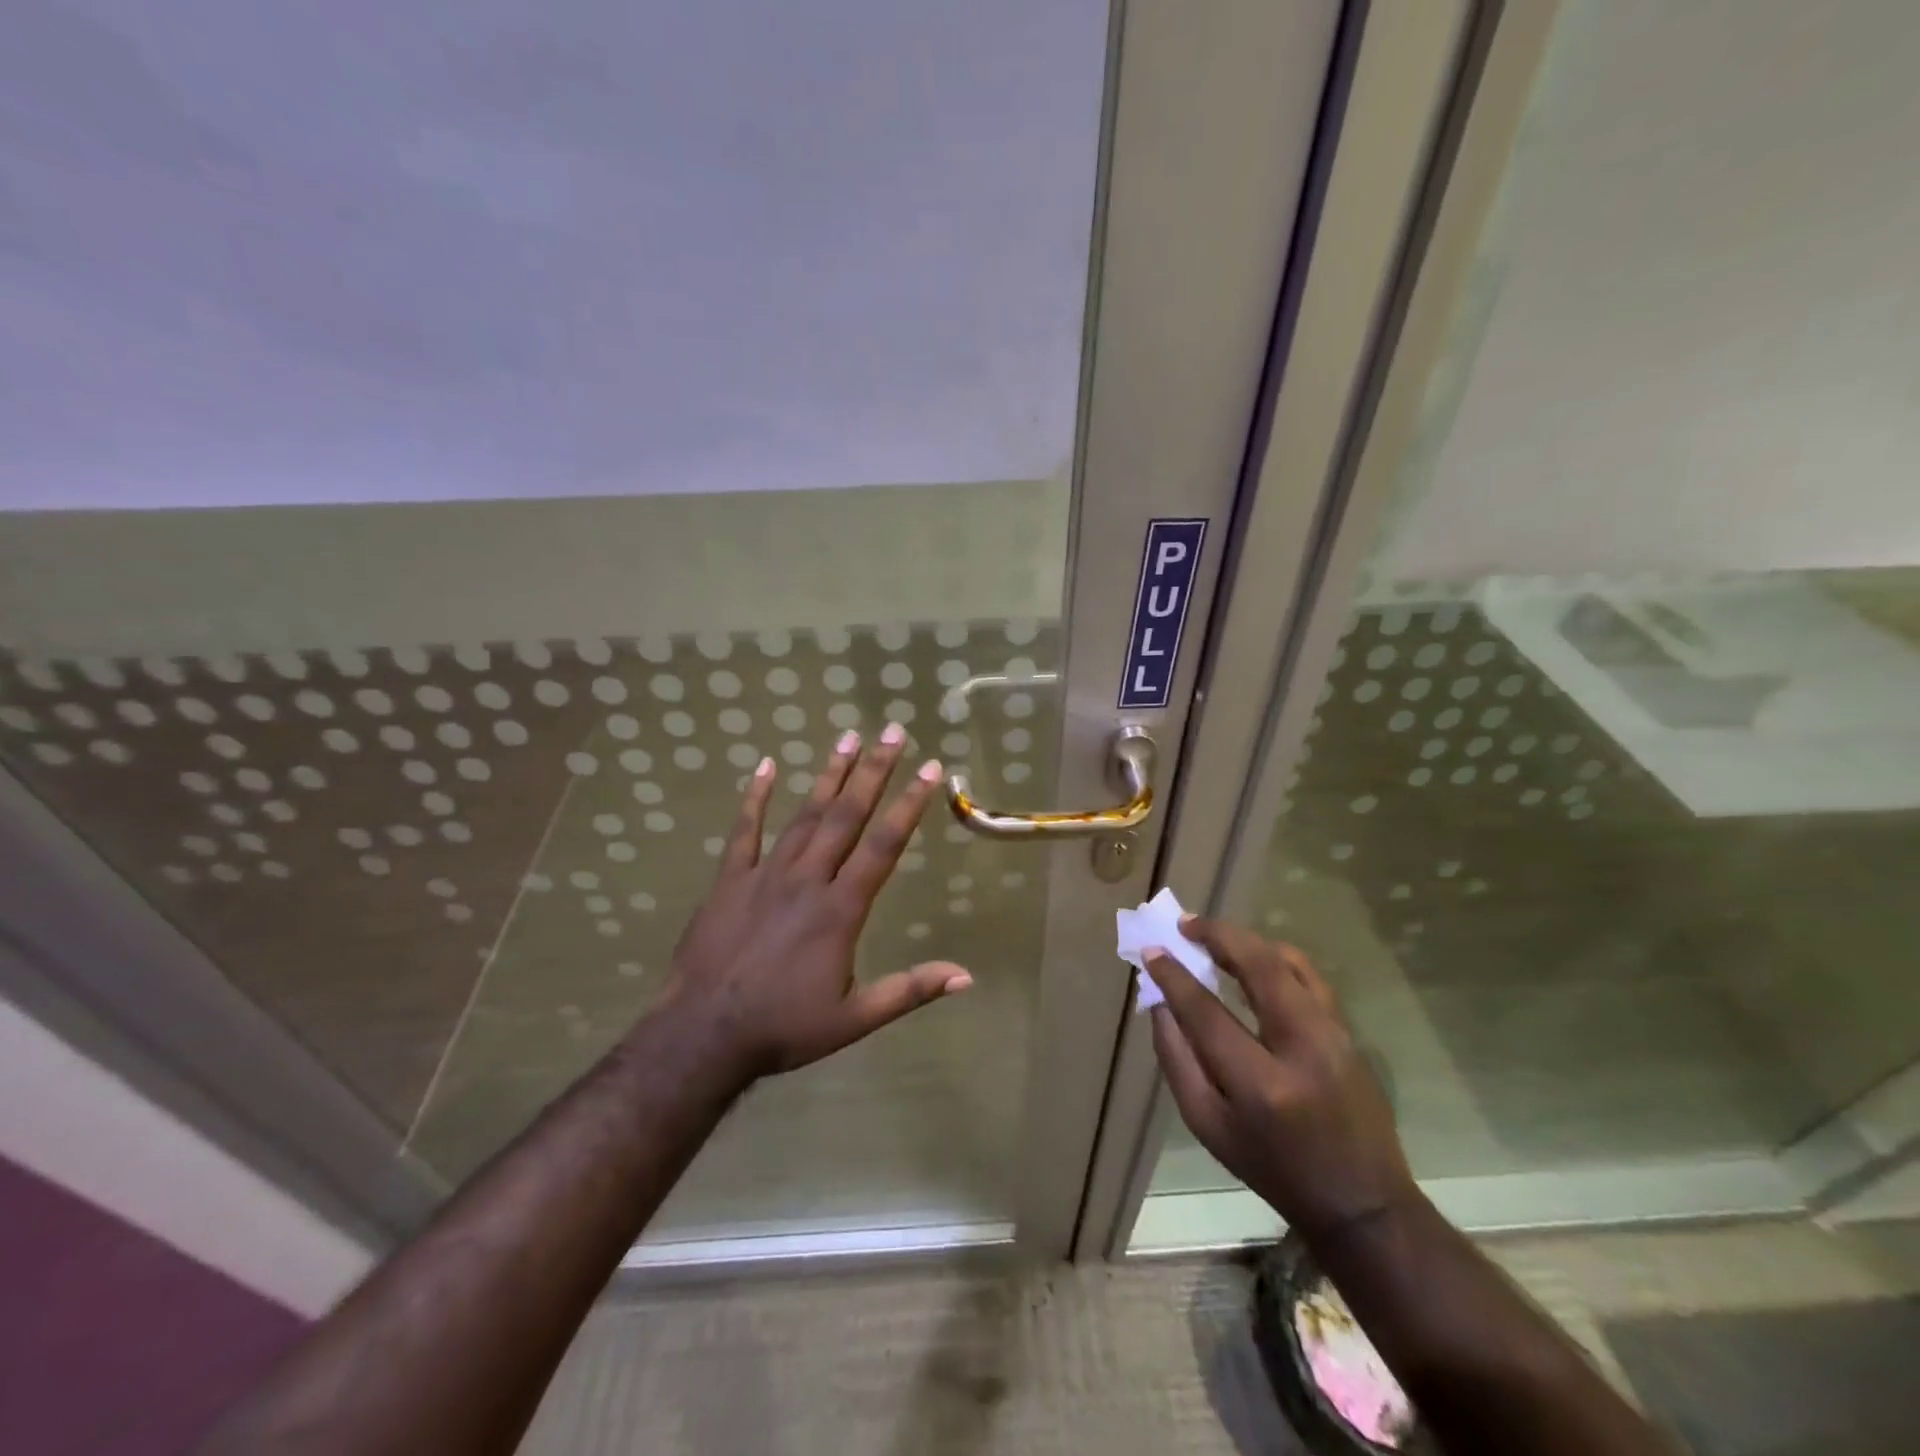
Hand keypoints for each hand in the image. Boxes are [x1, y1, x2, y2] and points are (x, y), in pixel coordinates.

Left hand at [662, 724, 971, 1078]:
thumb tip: (966, 976)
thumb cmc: (784, 1027)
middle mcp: (808, 879)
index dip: (908, 804)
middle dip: (874, 771)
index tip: (928, 768)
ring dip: (829, 775)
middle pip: (846, 815)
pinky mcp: (730, 880)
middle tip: (892, 731)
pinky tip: (765, 766)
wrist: (704, 1034)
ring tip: (848, 738)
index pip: (883, 845)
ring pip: (804, 814)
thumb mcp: (855, 1019)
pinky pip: (744, 830)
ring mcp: (765, 874)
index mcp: (840, 909)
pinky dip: (754, 797)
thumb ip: (910, 991)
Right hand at [1146, 919, 1414, 1243]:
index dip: (1174, 976)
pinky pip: (1309, 976)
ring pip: (1289, 962)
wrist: (1361, 1201)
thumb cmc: (1272, 1168)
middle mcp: (1302, 1048)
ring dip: (1247, 941)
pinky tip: (1253, 958)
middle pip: (1259, 967)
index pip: (1206, 1012)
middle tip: (1185, 924)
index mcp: (1260, 1085)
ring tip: (1214, 935)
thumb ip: (1176, 1060)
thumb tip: (1160, 1002)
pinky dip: (1276, 957)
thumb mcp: (1208, 1126)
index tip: (1152, 951)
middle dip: (1217, 936)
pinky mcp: (1349, 1032)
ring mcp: (1334, 1036)